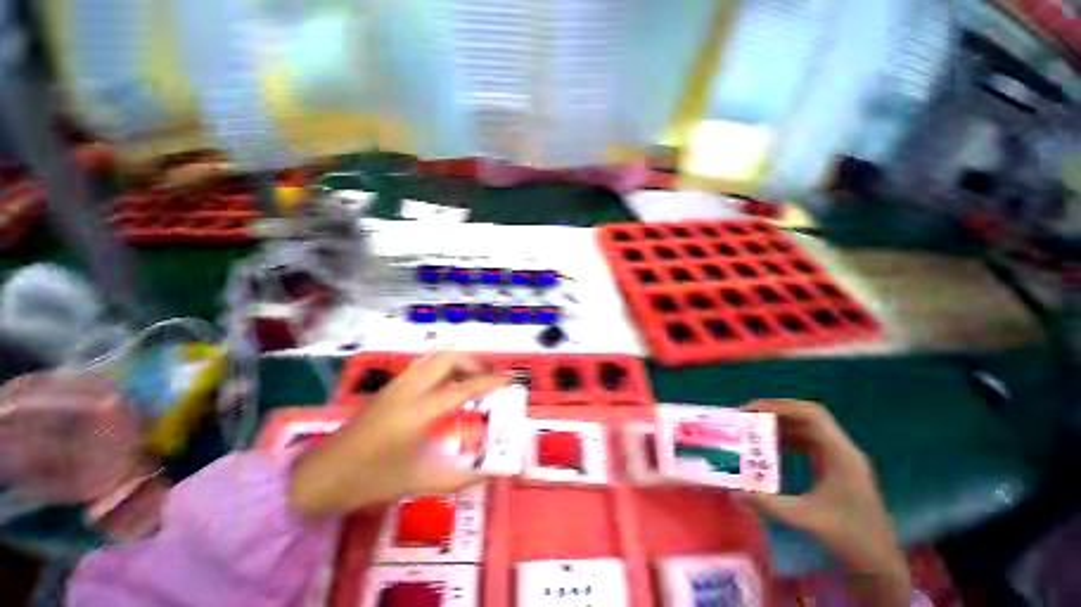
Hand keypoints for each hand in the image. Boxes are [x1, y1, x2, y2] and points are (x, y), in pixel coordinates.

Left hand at [288, 351, 508, 515]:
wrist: (318, 476)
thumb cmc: (367, 481)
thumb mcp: (416, 481)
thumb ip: (457, 479)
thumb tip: (488, 476)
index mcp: (416, 412)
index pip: (462, 388)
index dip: (489, 382)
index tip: (509, 378)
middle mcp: (407, 390)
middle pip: (448, 359)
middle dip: (473, 364)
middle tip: (488, 380)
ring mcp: (396, 385)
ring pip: (434, 358)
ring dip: (458, 363)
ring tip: (471, 381)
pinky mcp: (389, 387)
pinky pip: (424, 366)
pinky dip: (443, 369)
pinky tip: (446, 388)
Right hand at [741, 400, 911, 605]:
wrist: (877, 561)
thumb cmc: (848, 537)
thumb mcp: (805, 519)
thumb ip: (768, 504)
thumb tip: (734, 491)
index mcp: (841, 455)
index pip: (811, 415)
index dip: (780, 406)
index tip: (751, 410)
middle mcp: (842, 450)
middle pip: (807, 418)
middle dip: (775, 413)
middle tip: (747, 418)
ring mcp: (841, 459)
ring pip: (808, 430)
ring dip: (780, 426)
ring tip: (755, 431)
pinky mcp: (836, 469)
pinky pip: (809, 444)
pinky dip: (788, 441)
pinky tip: (772, 450)